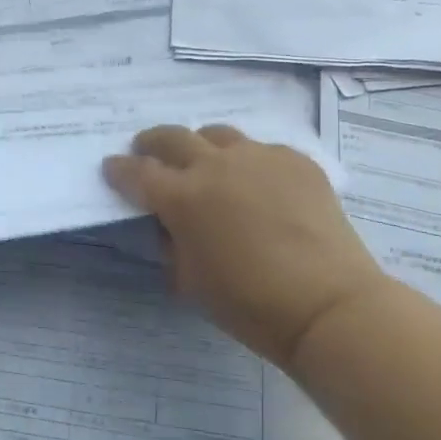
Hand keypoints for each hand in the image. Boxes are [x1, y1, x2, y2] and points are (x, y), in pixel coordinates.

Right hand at [103, 124, 389, 364]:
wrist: (328, 305)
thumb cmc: (249, 303)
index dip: (118, 170)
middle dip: (151, 143)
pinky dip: (248, 161)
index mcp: (182, 197)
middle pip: (172, 137)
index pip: (136, 173)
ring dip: (201, 146)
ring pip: (218, 134)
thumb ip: (170, 244)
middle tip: (147, 152)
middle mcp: (215, 165)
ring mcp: (259, 157)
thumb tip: (169, 224)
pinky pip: (261, 150)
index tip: (111, 168)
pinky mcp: (296, 161)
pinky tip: (256, 182)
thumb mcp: (189, 281)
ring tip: (204, 162)